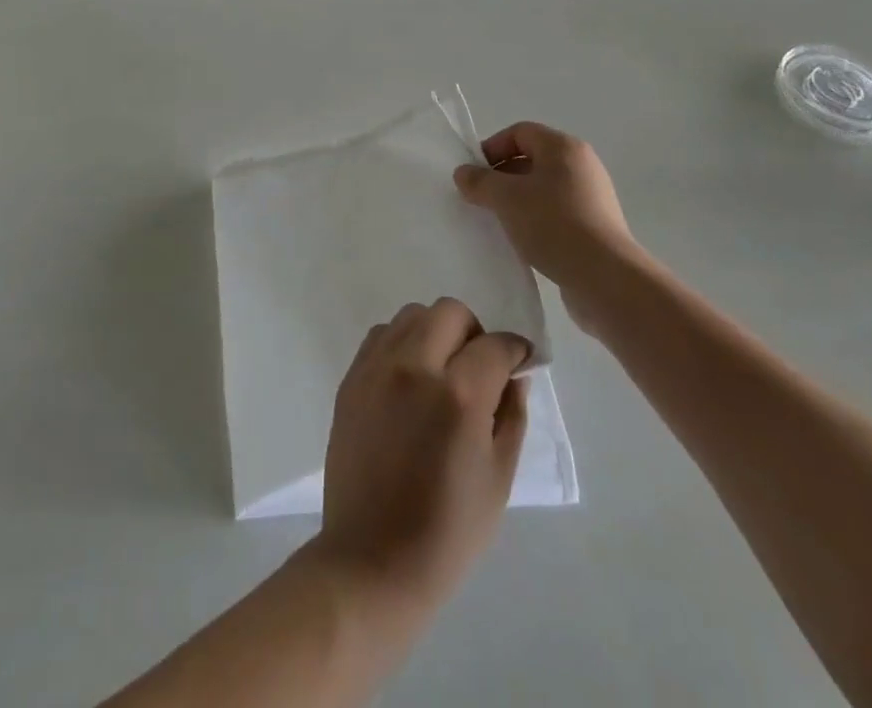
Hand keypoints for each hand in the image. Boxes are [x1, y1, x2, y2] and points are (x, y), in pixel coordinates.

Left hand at [315, 299, 528, 613]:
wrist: (371, 560)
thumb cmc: (447, 532)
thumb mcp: (499, 479)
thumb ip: (511, 416)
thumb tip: (515, 375)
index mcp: (458, 395)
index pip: (495, 344)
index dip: (515, 351)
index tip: (520, 363)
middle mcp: (414, 366)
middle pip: (450, 312)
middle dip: (474, 332)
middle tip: (480, 367)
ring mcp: (376, 368)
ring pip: (413, 315)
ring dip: (435, 332)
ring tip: (442, 371)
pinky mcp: (351, 378)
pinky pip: (381, 335)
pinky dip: (402, 343)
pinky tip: (410, 380)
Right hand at [452, 121, 637, 295]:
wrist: (605, 277)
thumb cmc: (553, 224)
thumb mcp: (506, 198)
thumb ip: (480, 181)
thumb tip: (463, 173)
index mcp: (563, 147)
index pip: (519, 132)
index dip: (492, 148)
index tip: (474, 175)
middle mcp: (582, 165)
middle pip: (532, 159)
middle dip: (502, 177)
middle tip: (481, 200)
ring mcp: (592, 196)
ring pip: (543, 188)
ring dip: (517, 201)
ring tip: (499, 222)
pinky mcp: (596, 225)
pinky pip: (556, 212)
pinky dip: (536, 220)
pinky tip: (523, 241)